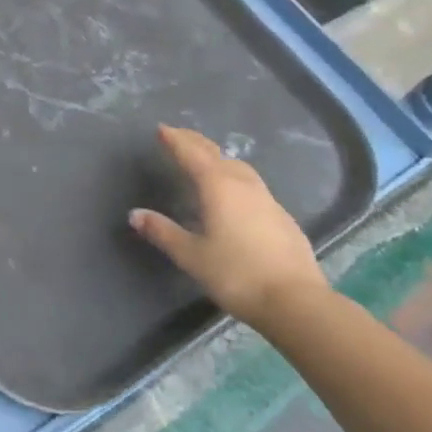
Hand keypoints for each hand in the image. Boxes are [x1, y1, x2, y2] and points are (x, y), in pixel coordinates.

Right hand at [129, 125, 328, 330]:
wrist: (297, 302)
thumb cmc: (237, 274)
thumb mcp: (192, 256)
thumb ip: (163, 232)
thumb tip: (135, 214)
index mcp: (217, 186)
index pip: (191, 153)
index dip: (175, 140)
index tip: (162, 129)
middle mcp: (243, 184)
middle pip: (216, 154)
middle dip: (195, 142)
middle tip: (179, 135)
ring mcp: (267, 199)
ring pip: (239, 167)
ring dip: (219, 158)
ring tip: (207, 160)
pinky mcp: (282, 217)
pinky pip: (253, 186)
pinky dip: (236, 179)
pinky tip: (236, 196)